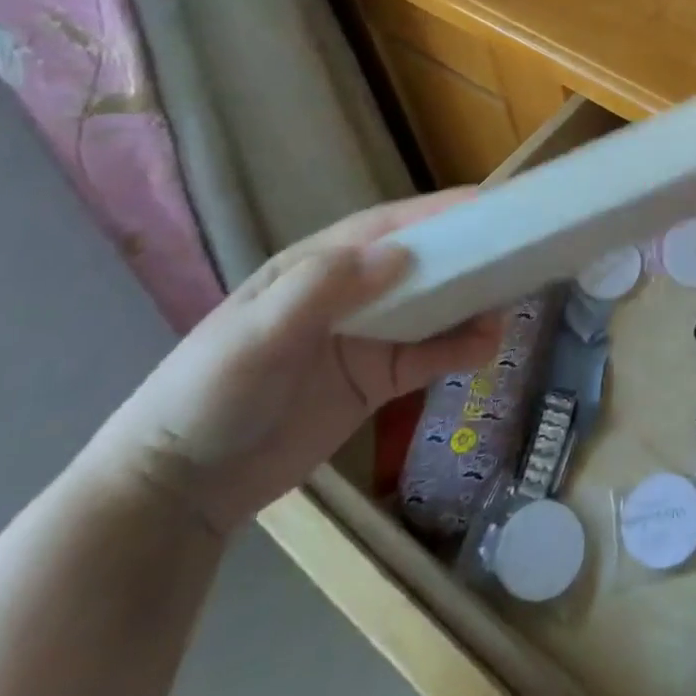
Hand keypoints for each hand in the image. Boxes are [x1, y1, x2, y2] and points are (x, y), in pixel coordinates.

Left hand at [82, 191, 500, 537]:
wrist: (178, 492)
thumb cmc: (209, 395)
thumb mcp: (257, 337)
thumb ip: (324, 291)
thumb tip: (403, 253)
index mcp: (317, 266)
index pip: (388, 227)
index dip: (438, 212)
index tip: (489, 203)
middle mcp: (348, 293)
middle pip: (420, 263)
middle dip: (466, 255)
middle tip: (517, 251)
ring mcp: (365, 337)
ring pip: (432, 308)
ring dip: (471, 303)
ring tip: (511, 305)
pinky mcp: (375, 379)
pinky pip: (428, 356)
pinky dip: (459, 349)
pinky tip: (487, 349)